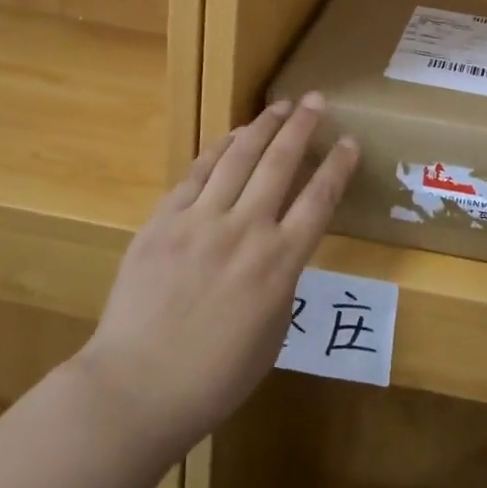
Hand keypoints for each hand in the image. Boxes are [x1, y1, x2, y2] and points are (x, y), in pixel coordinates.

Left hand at [80, 94, 359, 453]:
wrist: (136, 387)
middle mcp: (245, 231)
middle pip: (281, 164)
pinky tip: (233, 136)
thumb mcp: (273, 334)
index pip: (319, 200)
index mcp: (279, 265)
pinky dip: (219, 149)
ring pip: (239, 158)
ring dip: (263, 126)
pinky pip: (197, 173)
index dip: (338, 167)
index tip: (349, 142)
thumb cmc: (214, 376)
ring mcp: (200, 221)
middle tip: (315, 100)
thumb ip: (283, 281)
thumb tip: (280, 247)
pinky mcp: (164, 220)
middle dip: (303, 127)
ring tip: (280, 106)